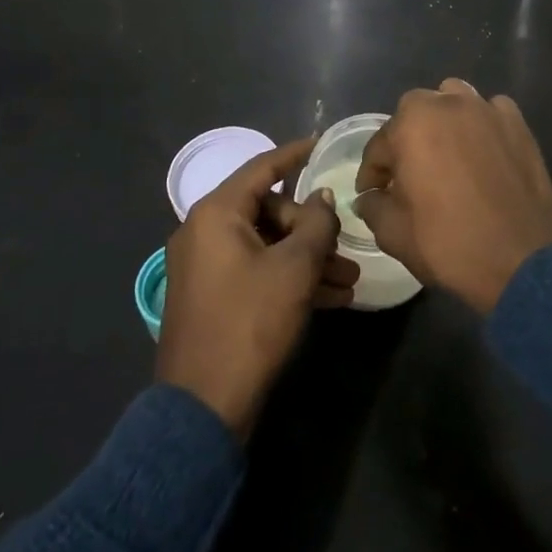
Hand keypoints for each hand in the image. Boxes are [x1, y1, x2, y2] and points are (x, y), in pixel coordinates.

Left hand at [157, 138, 359, 439]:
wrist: (202, 409)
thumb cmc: (250, 323)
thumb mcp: (294, 270)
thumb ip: (316, 225)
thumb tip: (323, 197)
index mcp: (217, 213)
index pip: (263, 167)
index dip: (296, 153)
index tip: (324, 142)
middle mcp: (205, 230)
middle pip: (268, 211)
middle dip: (312, 229)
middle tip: (345, 250)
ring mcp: (205, 266)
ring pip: (267, 245)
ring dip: (307, 259)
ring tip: (349, 282)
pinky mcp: (211, 296)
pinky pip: (256, 270)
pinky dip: (288, 278)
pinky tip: (330, 299)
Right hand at [355, 79, 551, 314]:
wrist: (520, 261)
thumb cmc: (448, 243)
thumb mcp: (393, 233)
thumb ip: (373, 206)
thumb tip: (370, 196)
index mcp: (411, 124)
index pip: (380, 145)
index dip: (373, 173)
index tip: (372, 194)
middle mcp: (447, 104)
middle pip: (415, 114)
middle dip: (407, 141)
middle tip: (409, 175)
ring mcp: (486, 110)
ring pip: (453, 101)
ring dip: (443, 121)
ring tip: (447, 154)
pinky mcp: (517, 124)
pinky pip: (491, 112)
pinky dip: (482, 125)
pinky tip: (483, 151)